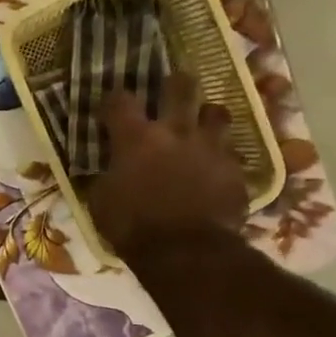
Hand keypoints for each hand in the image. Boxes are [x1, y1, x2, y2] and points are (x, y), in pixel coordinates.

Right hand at [90, 70, 250, 258]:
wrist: (186, 252)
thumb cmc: (133, 228)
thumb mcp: (101, 203)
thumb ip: (105, 177)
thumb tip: (105, 170)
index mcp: (136, 138)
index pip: (120, 100)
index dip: (114, 100)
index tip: (110, 108)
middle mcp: (175, 131)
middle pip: (180, 87)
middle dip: (175, 84)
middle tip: (171, 90)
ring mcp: (210, 147)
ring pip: (217, 112)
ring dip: (207, 116)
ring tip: (202, 125)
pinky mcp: (234, 169)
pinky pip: (230, 151)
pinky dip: (221, 155)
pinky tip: (216, 166)